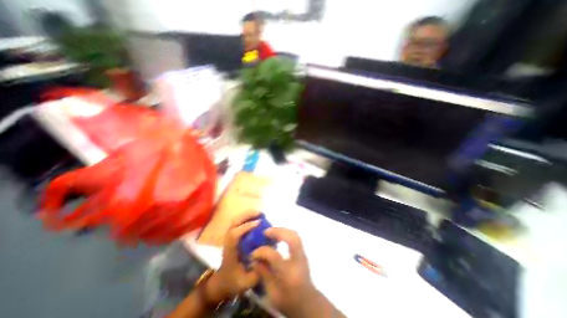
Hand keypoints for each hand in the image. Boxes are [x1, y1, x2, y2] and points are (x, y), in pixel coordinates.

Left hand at [206, 210, 261, 303]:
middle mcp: (228, 241)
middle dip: (247, 215)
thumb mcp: (246, 282)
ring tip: (260, 214)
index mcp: (230, 252)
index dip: (246, 227)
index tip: (258, 223)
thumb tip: (269, 257)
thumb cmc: (233, 283)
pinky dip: (247, 218)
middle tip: (260, 213)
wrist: (221, 283)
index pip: (235, 235)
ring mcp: (229, 237)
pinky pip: (239, 222)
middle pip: (234, 222)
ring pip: (236, 220)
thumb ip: (257, 271)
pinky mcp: (232, 236)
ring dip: (247, 215)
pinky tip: (256, 218)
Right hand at [251, 228, 325, 317]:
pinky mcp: (303, 252)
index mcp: (289, 273)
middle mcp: (298, 260)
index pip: (274, 256)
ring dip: (282, 230)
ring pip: (295, 235)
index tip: (253, 253)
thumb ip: (263, 274)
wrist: (307, 303)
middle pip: (291, 238)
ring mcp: (303, 254)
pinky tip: (279, 234)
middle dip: (278, 232)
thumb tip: (253, 260)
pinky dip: (286, 232)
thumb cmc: (288, 301)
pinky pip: (296, 237)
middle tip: (265, 232)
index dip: (262, 251)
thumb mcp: (272, 293)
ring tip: (271, 231)